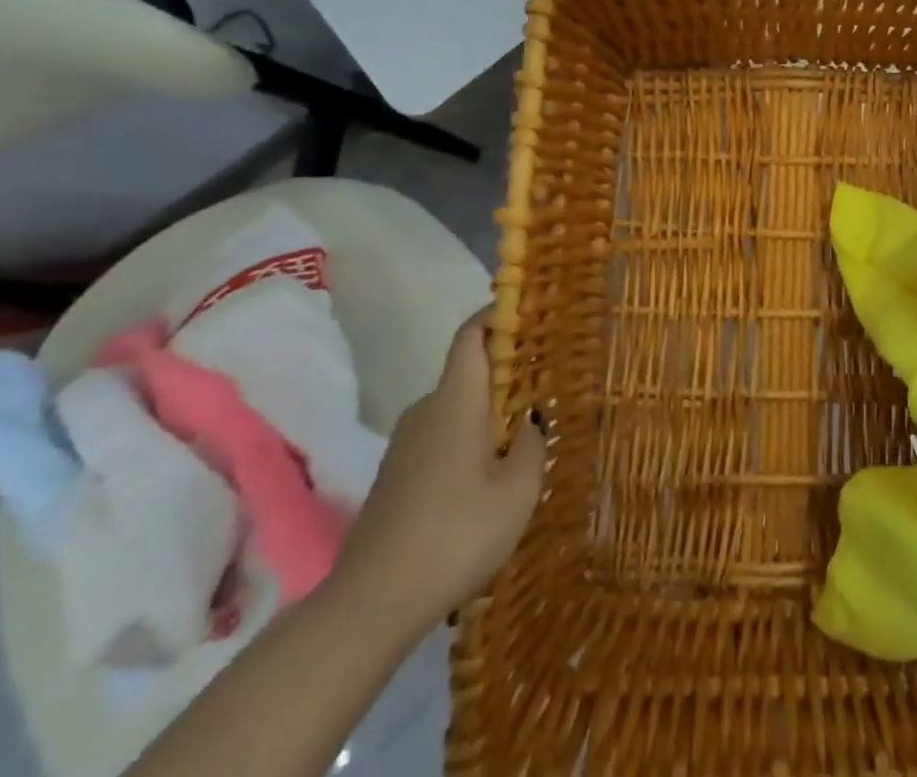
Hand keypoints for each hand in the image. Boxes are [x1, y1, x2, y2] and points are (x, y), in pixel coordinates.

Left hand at [331, 308, 545, 633]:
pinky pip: (440, 437)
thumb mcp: (518, 490)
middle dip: (506, 373)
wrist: (371, 605)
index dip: (497, 315)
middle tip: (546, 388)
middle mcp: (426, 410)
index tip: (529, 311)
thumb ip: (532, 444)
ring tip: (524, 440)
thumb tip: (531, 420)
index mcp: (455, 400)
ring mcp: (405, 444)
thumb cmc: (456, 534)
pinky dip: (468, 441)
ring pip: (455, 408)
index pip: (471, 335)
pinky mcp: (395, 476)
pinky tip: (487, 481)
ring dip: (488, 414)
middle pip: (468, 372)